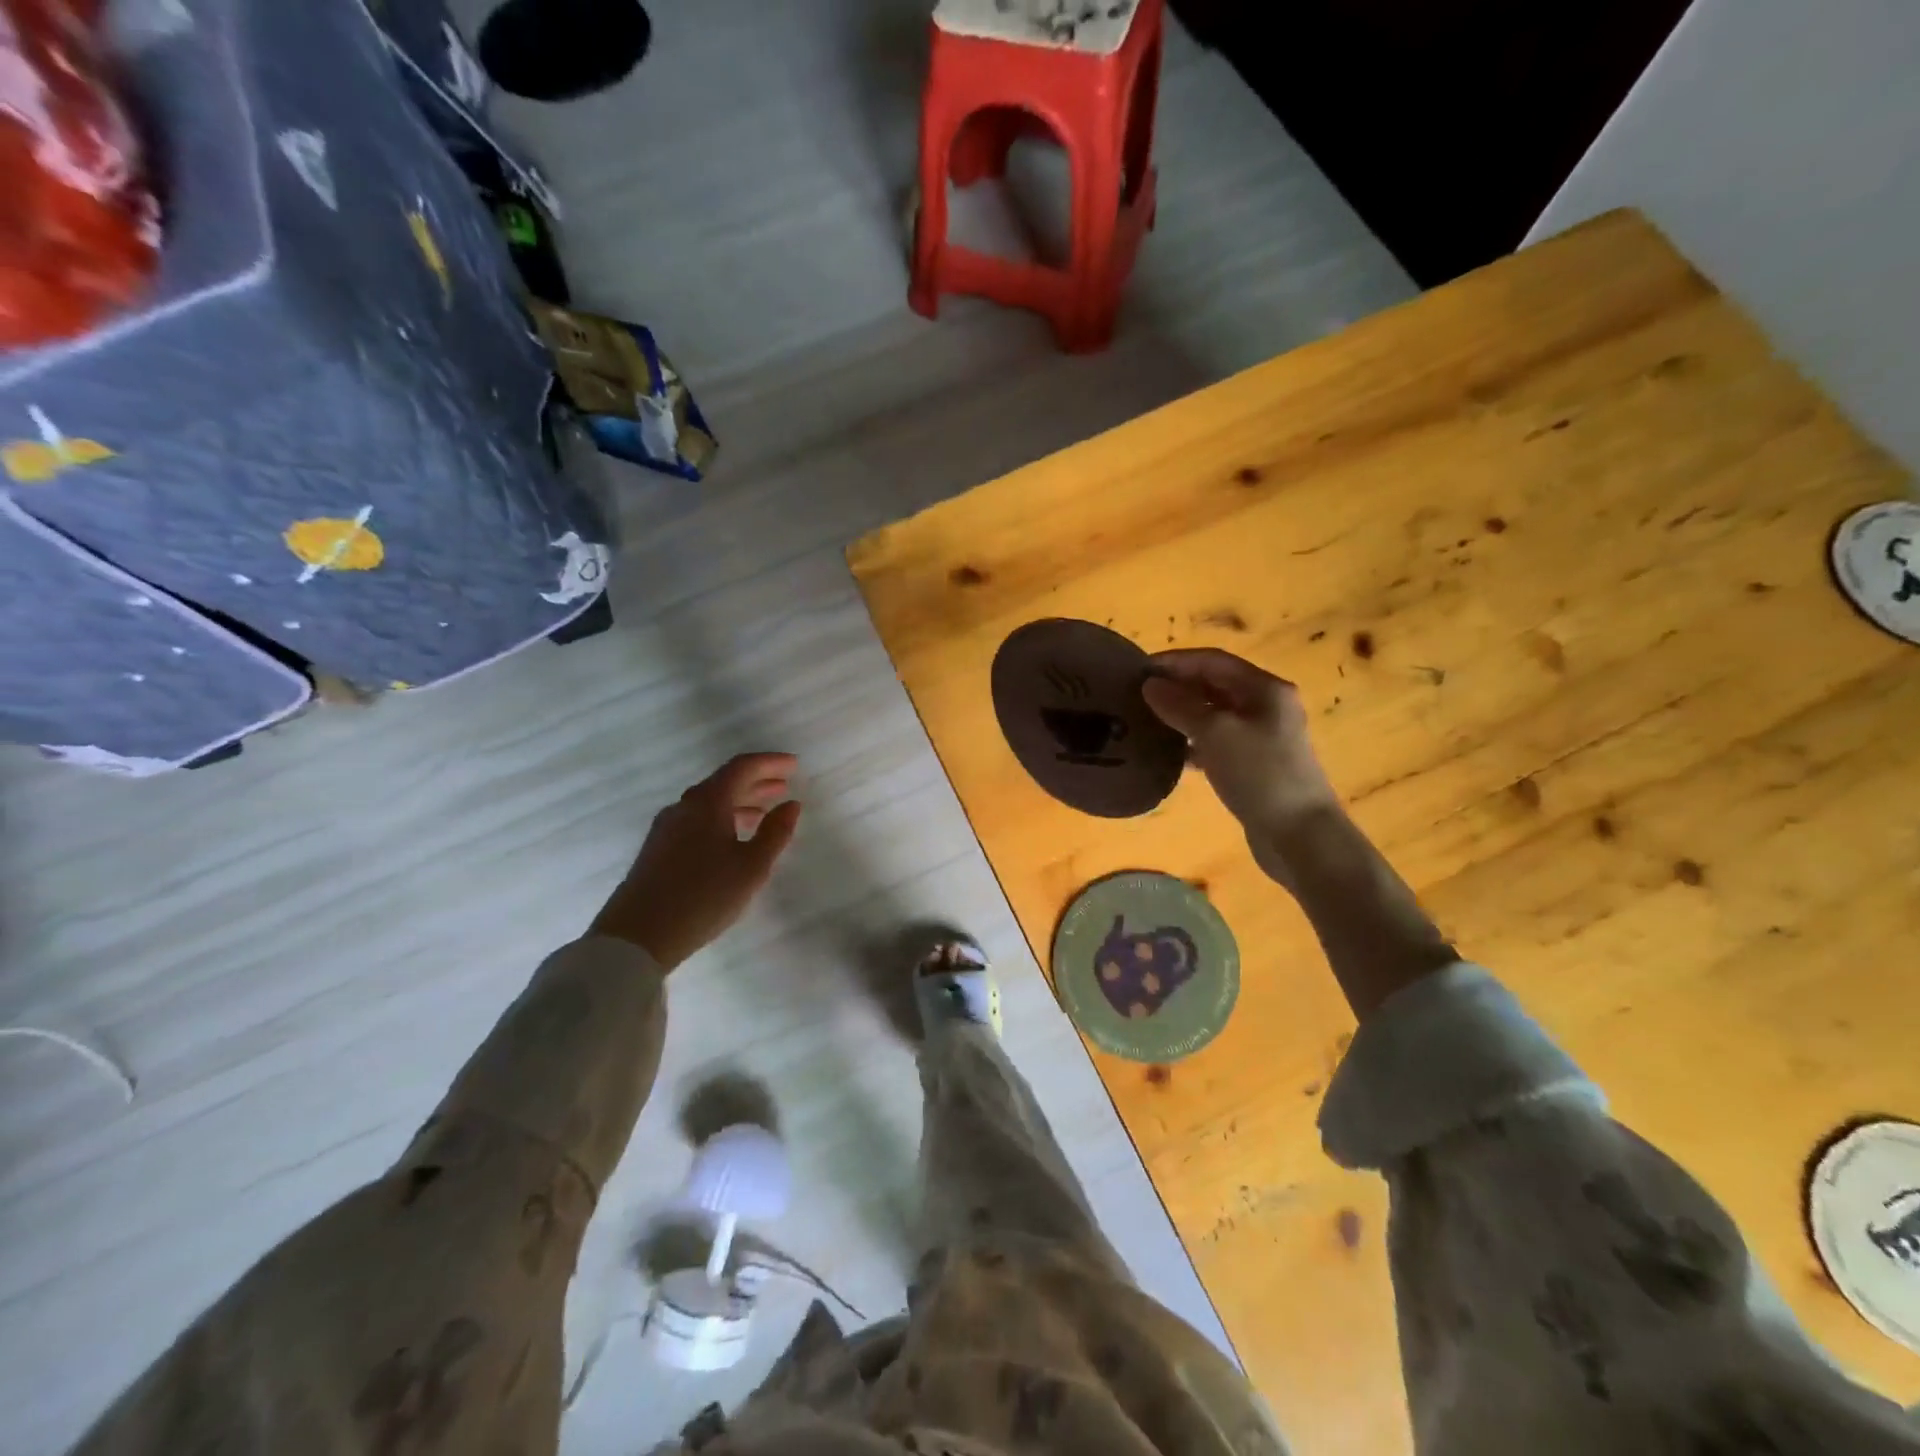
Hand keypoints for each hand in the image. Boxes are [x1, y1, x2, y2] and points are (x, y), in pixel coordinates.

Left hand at [589, 753, 802, 969]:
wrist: (637, 936)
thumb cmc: (703, 896)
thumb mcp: (751, 867)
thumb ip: (775, 833)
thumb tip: (791, 805)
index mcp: (707, 802)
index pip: (742, 767)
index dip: (770, 762)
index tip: (794, 765)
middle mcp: (684, 806)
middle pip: (724, 782)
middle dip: (757, 781)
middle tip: (784, 786)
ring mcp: (667, 827)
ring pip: (710, 803)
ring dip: (740, 802)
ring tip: (765, 812)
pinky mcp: (658, 849)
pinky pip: (698, 820)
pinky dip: (722, 819)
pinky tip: (733, 839)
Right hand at [1142, 649, 1341, 880]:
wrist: (1299, 834)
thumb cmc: (1259, 774)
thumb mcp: (1215, 733)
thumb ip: (1180, 706)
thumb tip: (1151, 686)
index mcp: (1265, 689)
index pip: (1213, 661)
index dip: (1175, 662)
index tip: (1139, 670)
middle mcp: (1266, 707)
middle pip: (1216, 685)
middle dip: (1178, 687)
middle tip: (1138, 695)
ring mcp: (1262, 737)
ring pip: (1215, 715)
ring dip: (1183, 714)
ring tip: (1148, 721)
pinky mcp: (1255, 765)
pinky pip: (1218, 742)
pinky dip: (1194, 742)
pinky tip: (1171, 753)